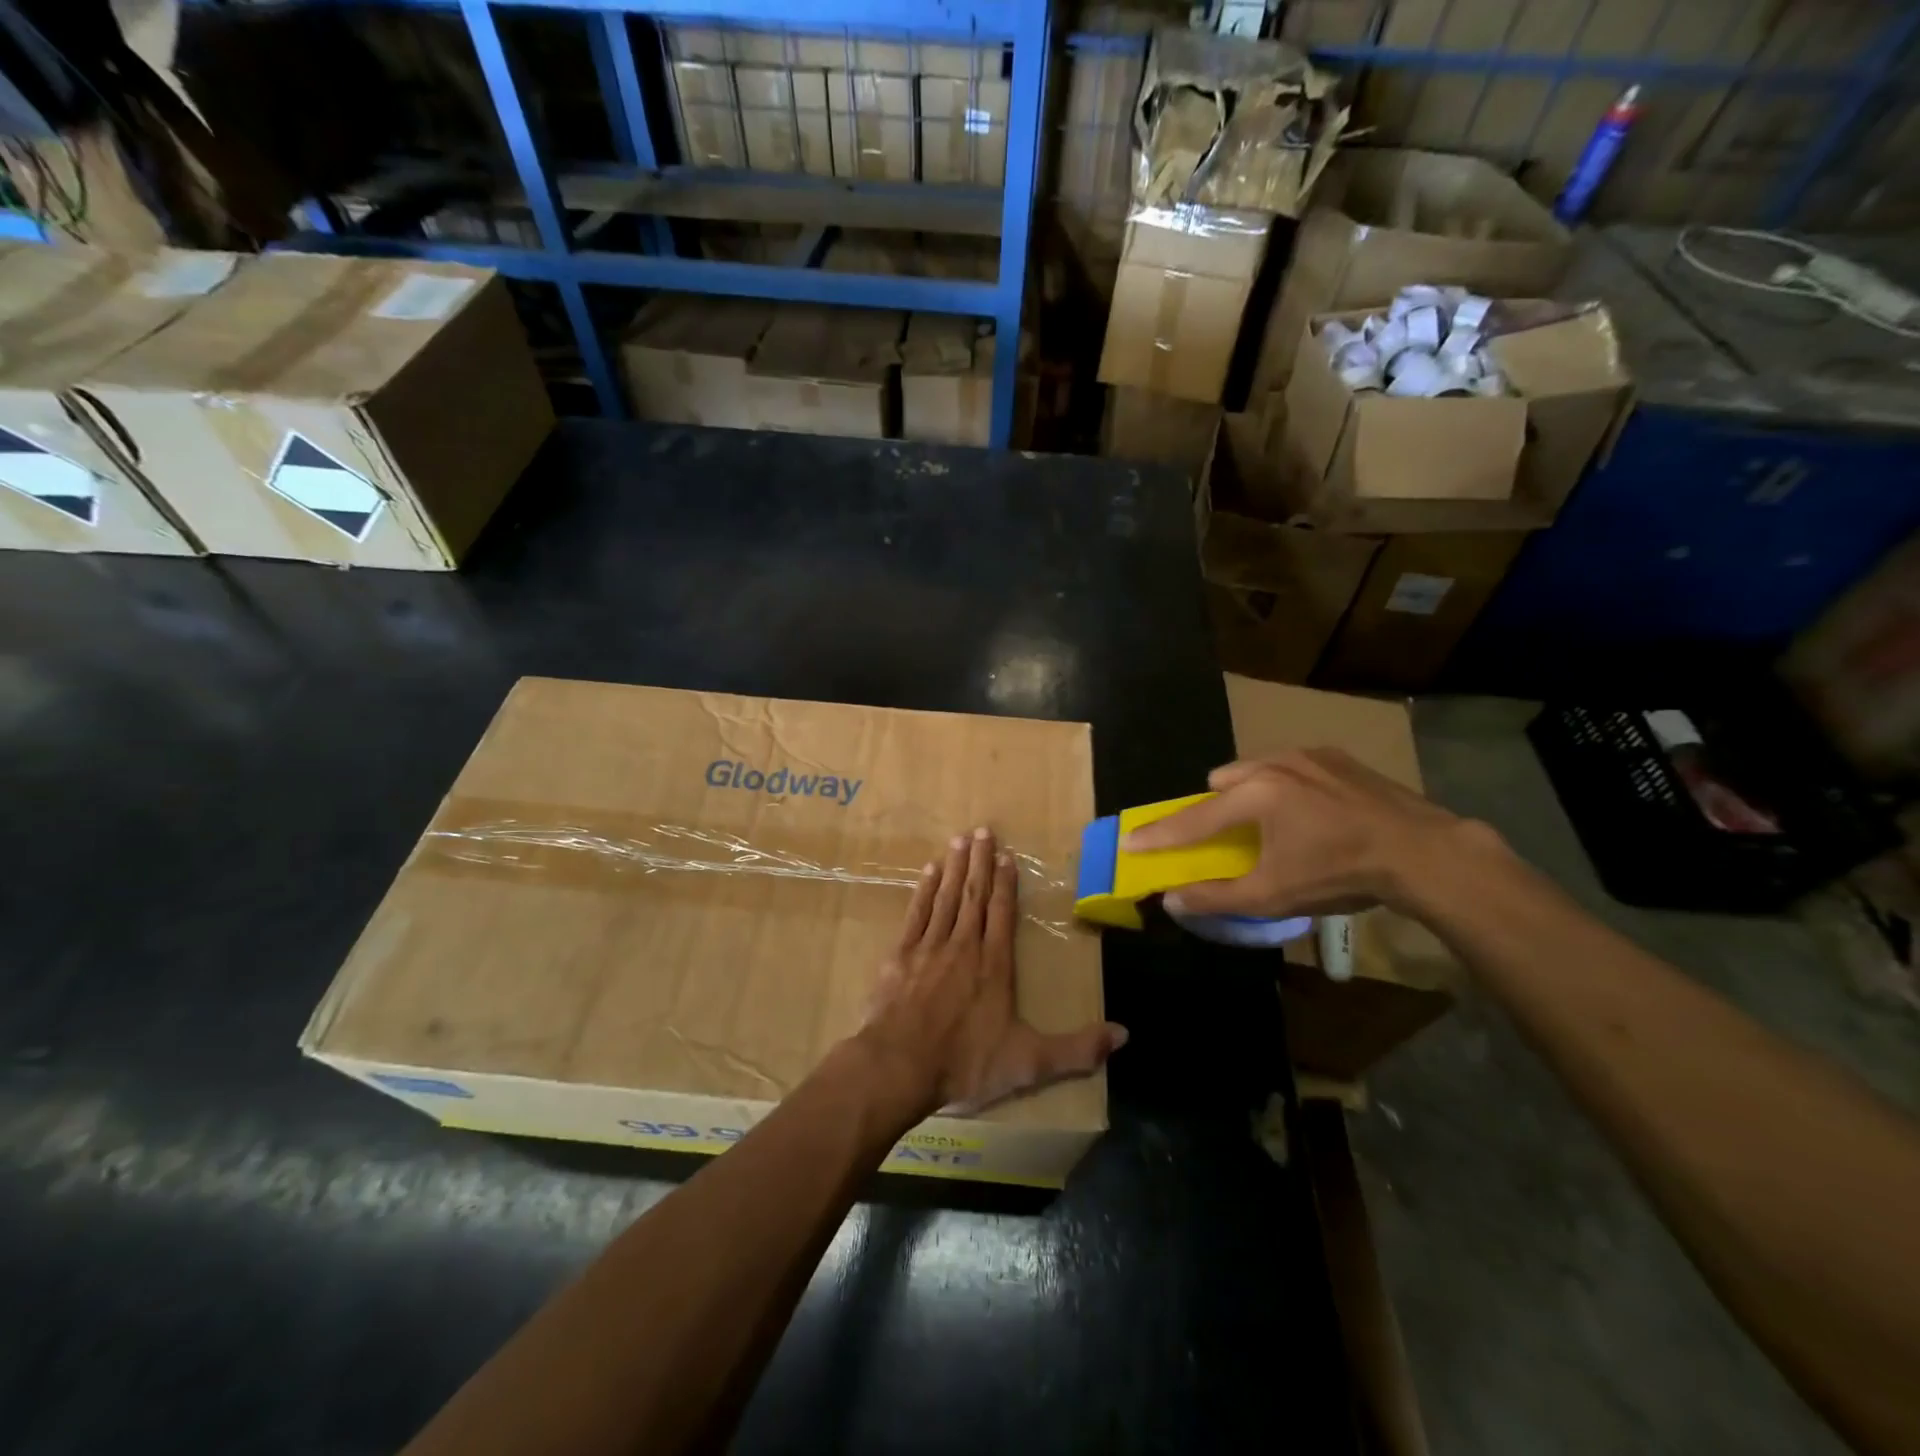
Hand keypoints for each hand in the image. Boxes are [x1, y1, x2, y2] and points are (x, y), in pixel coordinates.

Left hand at [857, 826, 1127, 1118]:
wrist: (899, 1066)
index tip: (1007, 855)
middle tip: (983, 830)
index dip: (1005, 884)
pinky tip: (929, 871)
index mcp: (994, 966)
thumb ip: (1076, 1049)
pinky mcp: (900, 955)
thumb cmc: (965, 1063)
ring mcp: (929, 947)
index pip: (1002, 914)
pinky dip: (924, 890)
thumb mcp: (1029, 1063)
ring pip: (946, 897)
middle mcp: (964, 946)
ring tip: (960, 839)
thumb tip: (1124, 1035)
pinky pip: (916, 913)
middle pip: (974, 896)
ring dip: (954, 867)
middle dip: (980, 862)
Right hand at [1122, 749, 1485, 918]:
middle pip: (1222, 780)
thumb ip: (1217, 896)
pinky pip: (1290, 765)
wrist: (1423, 852)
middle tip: (1229, 835)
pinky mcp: (1336, 756)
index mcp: (1253, 796)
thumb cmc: (1340, 873)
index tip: (1130, 840)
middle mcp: (1272, 765)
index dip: (1159, 833)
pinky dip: (1285, 784)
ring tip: (1273, 821)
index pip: (1193, 819)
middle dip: (1215, 806)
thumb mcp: (1274, 895)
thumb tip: (1172, 898)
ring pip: (1256, 767)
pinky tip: (1311, 810)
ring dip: (1249, 791)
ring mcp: (1307, 755)